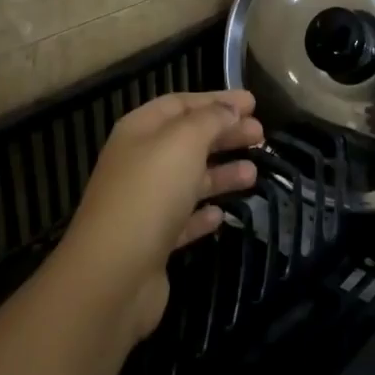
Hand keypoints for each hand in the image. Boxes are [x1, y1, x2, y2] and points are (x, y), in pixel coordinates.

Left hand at [57, 90, 261, 337]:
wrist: (113, 275)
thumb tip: (230, 109)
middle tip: (261, 135)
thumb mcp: (184, 142)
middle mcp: (139, 162)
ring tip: (253, 174)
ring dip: (221, 173)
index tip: (253, 103)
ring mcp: (143, 204)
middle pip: (187, 140)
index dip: (217, 100)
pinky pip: (182, 219)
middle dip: (224, 134)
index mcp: (139, 131)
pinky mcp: (152, 242)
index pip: (180, 104)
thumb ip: (211, 119)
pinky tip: (221, 215)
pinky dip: (203, 214)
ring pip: (188, 180)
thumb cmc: (150, 193)